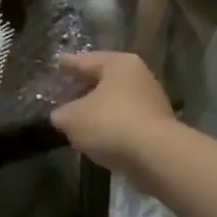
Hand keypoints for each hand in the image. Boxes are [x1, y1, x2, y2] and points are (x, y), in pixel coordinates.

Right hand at [51, 51, 177, 171]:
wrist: (156, 156)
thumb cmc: (110, 124)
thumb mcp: (72, 119)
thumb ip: (61, 114)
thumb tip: (61, 116)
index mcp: (118, 64)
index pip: (86, 60)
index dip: (68, 64)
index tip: (58, 62)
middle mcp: (139, 76)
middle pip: (104, 79)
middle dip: (85, 86)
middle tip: (67, 89)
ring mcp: (152, 101)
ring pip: (117, 100)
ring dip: (100, 107)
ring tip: (80, 115)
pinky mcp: (158, 126)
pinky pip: (127, 119)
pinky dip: (113, 124)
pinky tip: (99, 134)